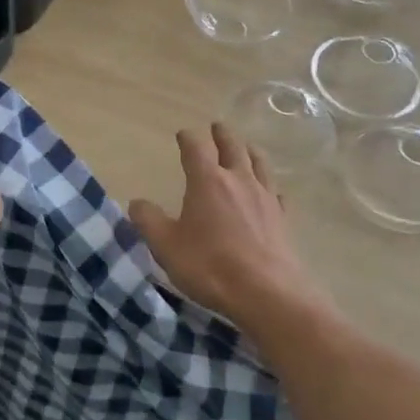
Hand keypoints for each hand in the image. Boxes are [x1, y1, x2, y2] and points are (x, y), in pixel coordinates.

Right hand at [130, 124, 325, 327]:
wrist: (266, 292)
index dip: (188, 138)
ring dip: (250, 151)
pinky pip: (276, 193)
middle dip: (222, 135)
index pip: (196, 148)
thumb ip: (148, 220)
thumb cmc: (209, 265)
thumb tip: (137, 202)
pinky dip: (269, 186)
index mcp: (207, 181)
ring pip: (259, 164)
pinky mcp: (282, 219)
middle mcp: (238, 180)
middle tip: (217, 127)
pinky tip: (270, 192)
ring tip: (246, 147)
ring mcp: (265, 198)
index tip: (182, 134)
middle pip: (233, 147)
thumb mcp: (165, 245)